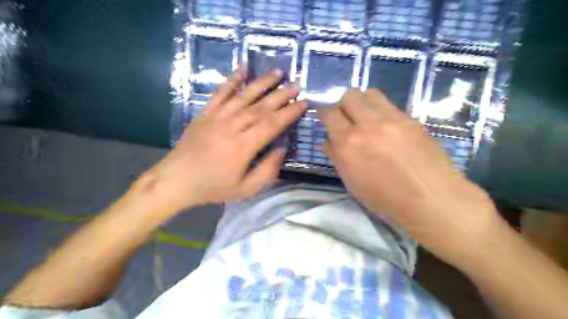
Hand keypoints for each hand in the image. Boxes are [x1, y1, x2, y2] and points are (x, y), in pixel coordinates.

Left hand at [142, 70, 305, 210]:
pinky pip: (220, 93)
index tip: (303, 103)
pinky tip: (242, 68)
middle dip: (282, 95)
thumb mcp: (245, 189)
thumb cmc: (213, 187)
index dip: (289, 112)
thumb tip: (282, 148)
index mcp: (243, 147)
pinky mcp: (205, 113)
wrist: (176, 181)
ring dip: (262, 83)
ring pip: (244, 96)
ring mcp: (217, 117)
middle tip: (297, 85)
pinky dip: (231, 80)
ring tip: (278, 72)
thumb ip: (267, 170)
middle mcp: (232, 127)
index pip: (272, 124)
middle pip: (261, 107)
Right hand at [321, 87, 502, 266]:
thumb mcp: (352, 182)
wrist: (429, 197)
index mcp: (348, 143)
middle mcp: (368, 125)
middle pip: (350, 95)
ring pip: (370, 93)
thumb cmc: (384, 197)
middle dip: (344, 105)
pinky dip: (381, 112)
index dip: (325, 114)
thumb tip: (327, 142)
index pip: (329, 113)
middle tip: (348, 120)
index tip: (327, 120)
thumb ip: (336, 157)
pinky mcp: (410, 119)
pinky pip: (389, 105)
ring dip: (363, 103)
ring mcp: (392, 119)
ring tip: (367, 119)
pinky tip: (387, 129)